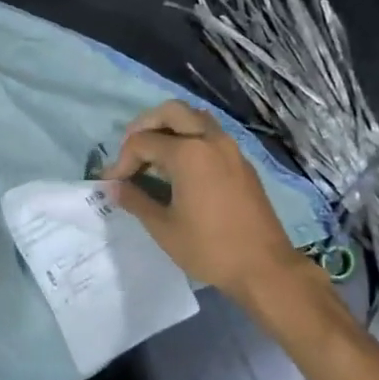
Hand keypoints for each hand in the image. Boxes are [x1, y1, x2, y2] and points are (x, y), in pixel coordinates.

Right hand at [104, 100, 305, 300]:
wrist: (265, 267)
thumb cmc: (210, 248)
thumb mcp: (164, 227)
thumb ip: (135, 200)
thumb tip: (113, 186)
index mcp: (188, 153)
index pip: (143, 141)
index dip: (122, 160)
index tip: (113, 183)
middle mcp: (210, 140)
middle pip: (171, 112)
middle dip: (145, 126)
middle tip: (131, 151)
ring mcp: (230, 148)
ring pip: (194, 119)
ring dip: (170, 128)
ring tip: (154, 156)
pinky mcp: (241, 162)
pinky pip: (210, 135)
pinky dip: (190, 139)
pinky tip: (180, 169)